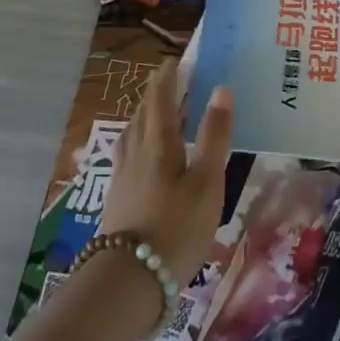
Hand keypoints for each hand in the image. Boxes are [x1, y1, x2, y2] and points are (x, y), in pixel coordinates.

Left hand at [99, 65, 233, 287]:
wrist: (129, 281)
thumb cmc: (176, 226)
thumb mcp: (206, 181)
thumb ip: (214, 135)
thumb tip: (221, 89)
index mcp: (158, 142)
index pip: (161, 98)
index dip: (168, 76)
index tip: (176, 59)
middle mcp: (135, 152)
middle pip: (143, 112)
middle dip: (156, 92)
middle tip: (172, 79)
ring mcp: (123, 176)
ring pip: (132, 133)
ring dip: (145, 115)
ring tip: (158, 112)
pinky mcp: (118, 198)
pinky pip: (128, 154)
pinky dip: (139, 140)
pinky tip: (143, 156)